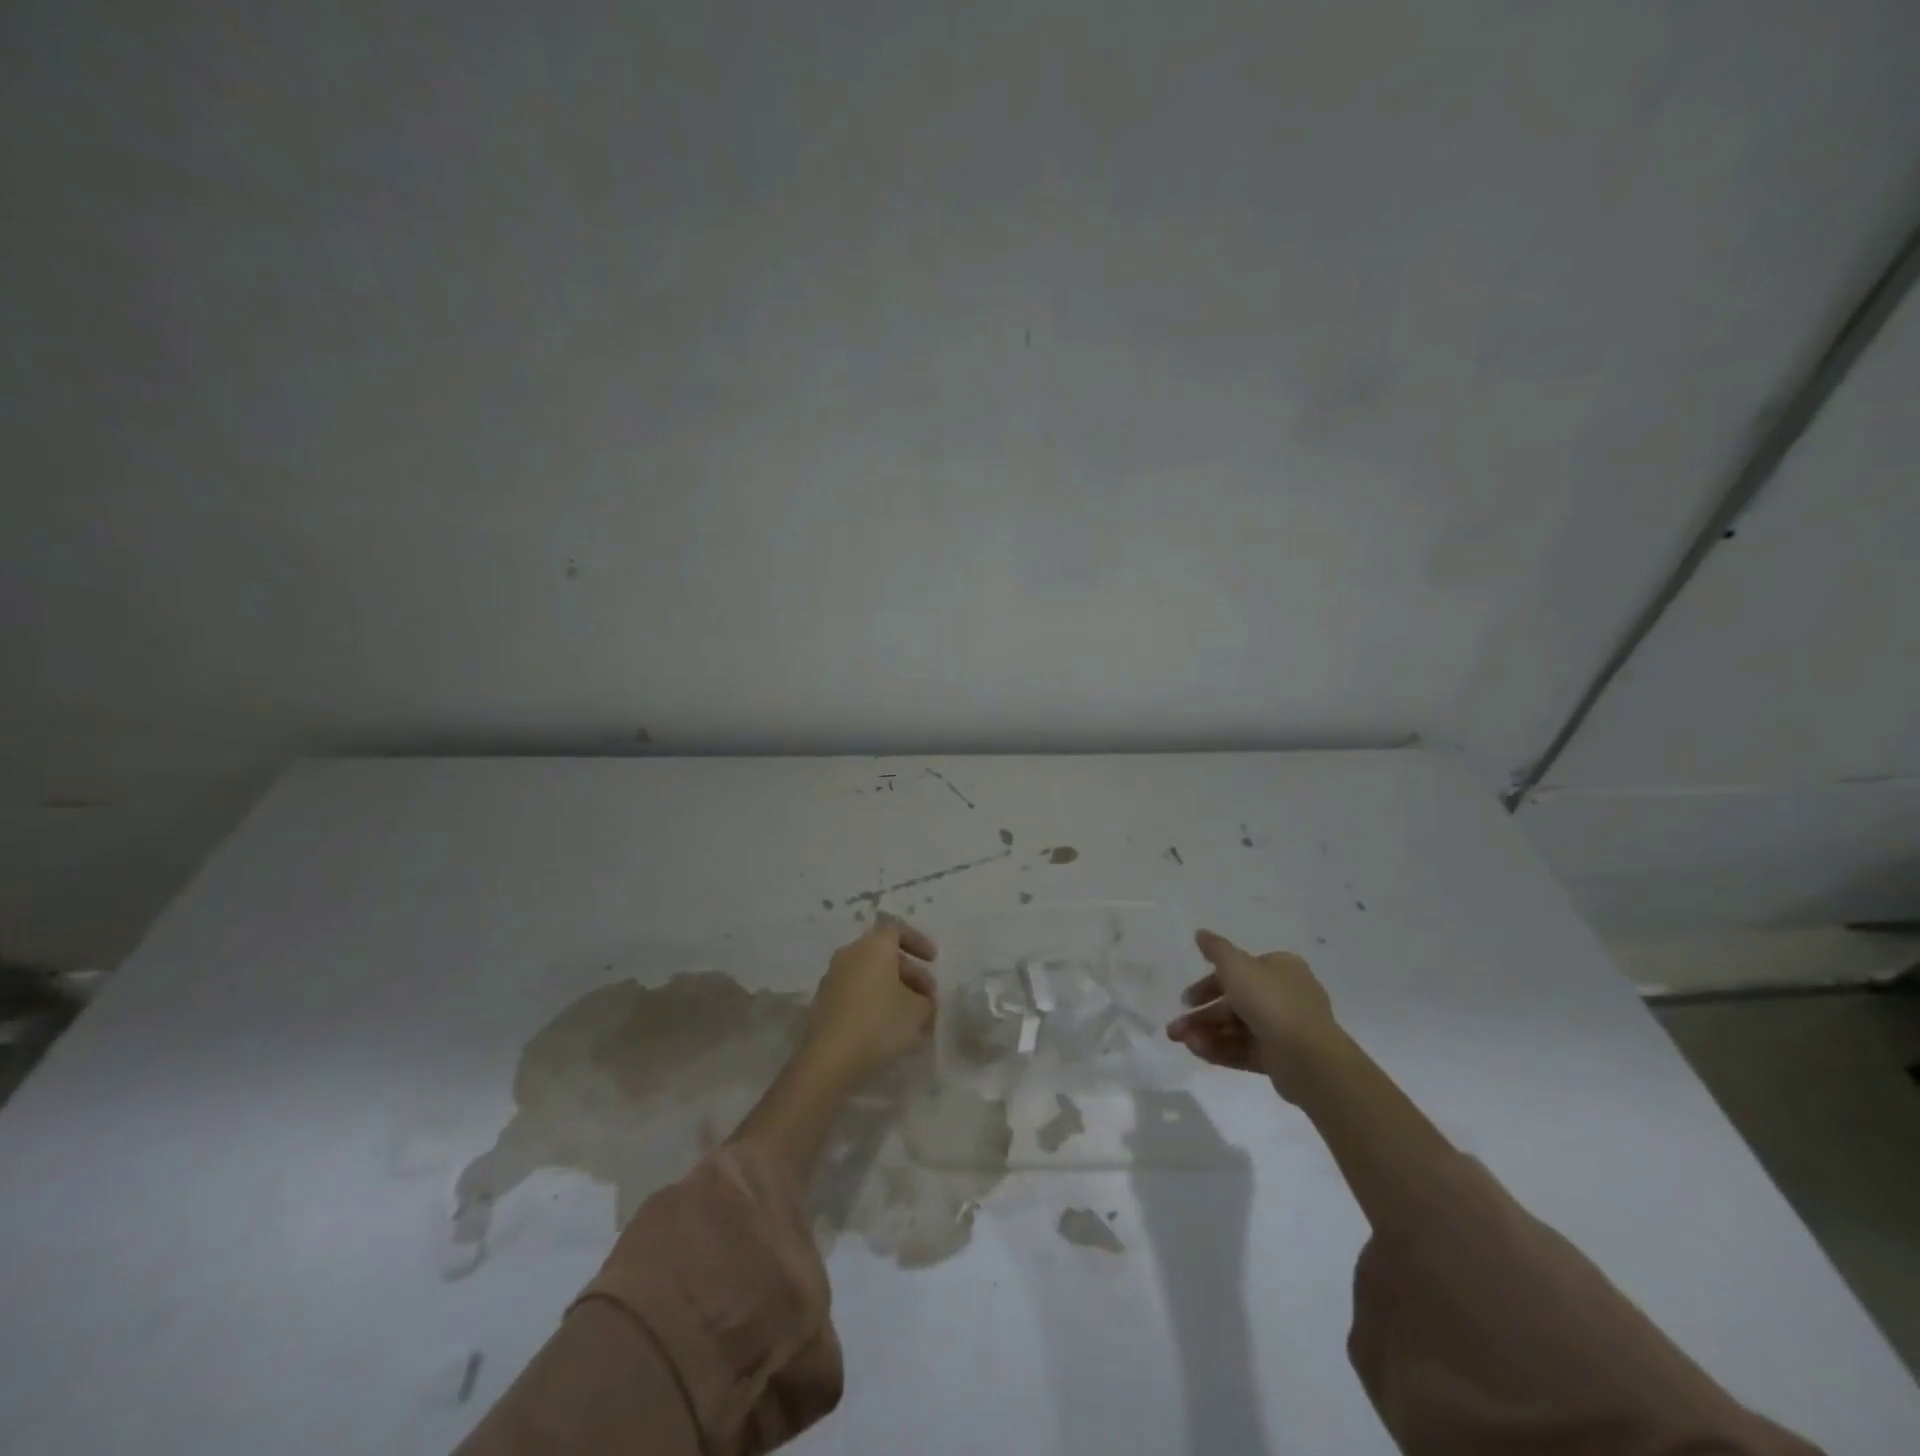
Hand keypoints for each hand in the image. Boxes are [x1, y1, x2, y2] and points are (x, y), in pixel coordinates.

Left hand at [798, 916, 937, 1086]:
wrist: (828, 1060)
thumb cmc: (879, 1024)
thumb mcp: (917, 1011)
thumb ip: (926, 1000)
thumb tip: (922, 1000)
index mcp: (874, 946)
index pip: (897, 929)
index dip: (918, 941)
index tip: (933, 960)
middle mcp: (850, 954)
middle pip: (884, 954)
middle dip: (910, 973)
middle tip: (928, 998)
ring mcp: (833, 977)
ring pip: (870, 974)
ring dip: (893, 988)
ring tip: (911, 1017)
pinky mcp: (824, 1001)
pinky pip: (856, 991)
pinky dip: (874, 1000)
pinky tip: (887, 1027)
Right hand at [1166, 929, 1338, 1101]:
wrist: (1308, 1057)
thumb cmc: (1270, 1000)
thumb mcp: (1236, 965)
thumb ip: (1216, 949)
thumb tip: (1201, 933)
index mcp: (1281, 969)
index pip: (1239, 972)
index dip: (1209, 983)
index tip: (1186, 997)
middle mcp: (1284, 996)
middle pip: (1234, 1002)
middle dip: (1202, 1014)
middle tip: (1175, 1027)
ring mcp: (1284, 1030)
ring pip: (1236, 1028)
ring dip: (1206, 1032)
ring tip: (1181, 1041)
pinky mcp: (1281, 1059)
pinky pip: (1245, 1050)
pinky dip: (1221, 1049)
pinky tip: (1196, 1051)